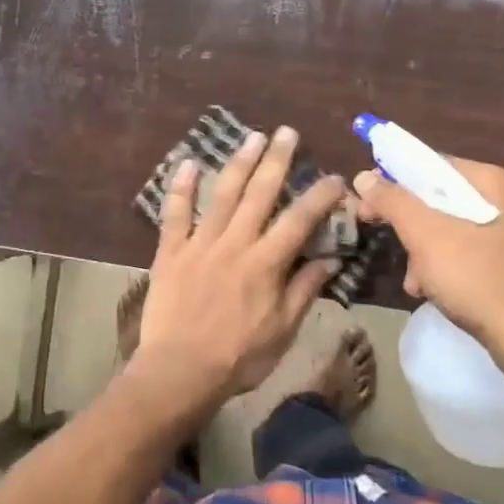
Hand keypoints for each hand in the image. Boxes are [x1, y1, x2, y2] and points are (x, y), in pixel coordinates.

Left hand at [133, 127, 345, 408]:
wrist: (179, 372)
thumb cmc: (238, 357)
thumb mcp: (283, 330)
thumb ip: (305, 290)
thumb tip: (330, 259)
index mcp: (265, 264)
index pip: (299, 221)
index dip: (319, 196)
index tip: (334, 177)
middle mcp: (235, 244)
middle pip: (259, 194)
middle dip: (276, 160)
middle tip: (287, 132)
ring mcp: (199, 244)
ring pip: (222, 195)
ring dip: (238, 163)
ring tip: (252, 136)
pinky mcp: (170, 252)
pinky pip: (174, 214)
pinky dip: (181, 188)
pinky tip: (189, 163)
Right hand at [353, 158, 503, 347]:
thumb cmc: (474, 277)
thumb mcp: (425, 234)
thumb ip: (392, 201)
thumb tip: (364, 176)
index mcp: (490, 182)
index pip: (431, 165)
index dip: (393, 181)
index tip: (367, 202)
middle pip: (438, 198)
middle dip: (408, 223)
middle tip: (384, 238)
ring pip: (448, 227)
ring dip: (421, 250)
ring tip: (413, 279)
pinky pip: (464, 251)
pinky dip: (442, 265)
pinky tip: (429, 289)